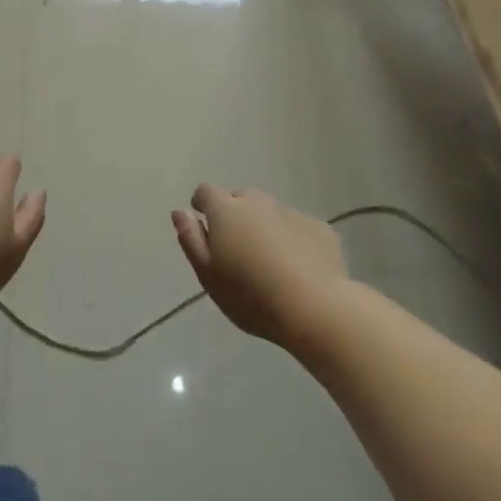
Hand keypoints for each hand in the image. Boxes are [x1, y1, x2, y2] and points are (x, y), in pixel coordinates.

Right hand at [171, 186, 348, 347]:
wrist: (315, 308)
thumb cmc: (250, 295)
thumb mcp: (208, 274)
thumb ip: (191, 239)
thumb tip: (180, 212)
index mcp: (226, 211)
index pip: (206, 191)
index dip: (202, 204)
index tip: (203, 224)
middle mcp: (258, 203)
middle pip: (240, 198)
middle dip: (235, 215)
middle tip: (237, 249)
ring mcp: (292, 213)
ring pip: (270, 213)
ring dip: (264, 227)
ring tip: (268, 261)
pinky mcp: (320, 228)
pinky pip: (297, 228)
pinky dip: (292, 240)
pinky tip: (298, 268)